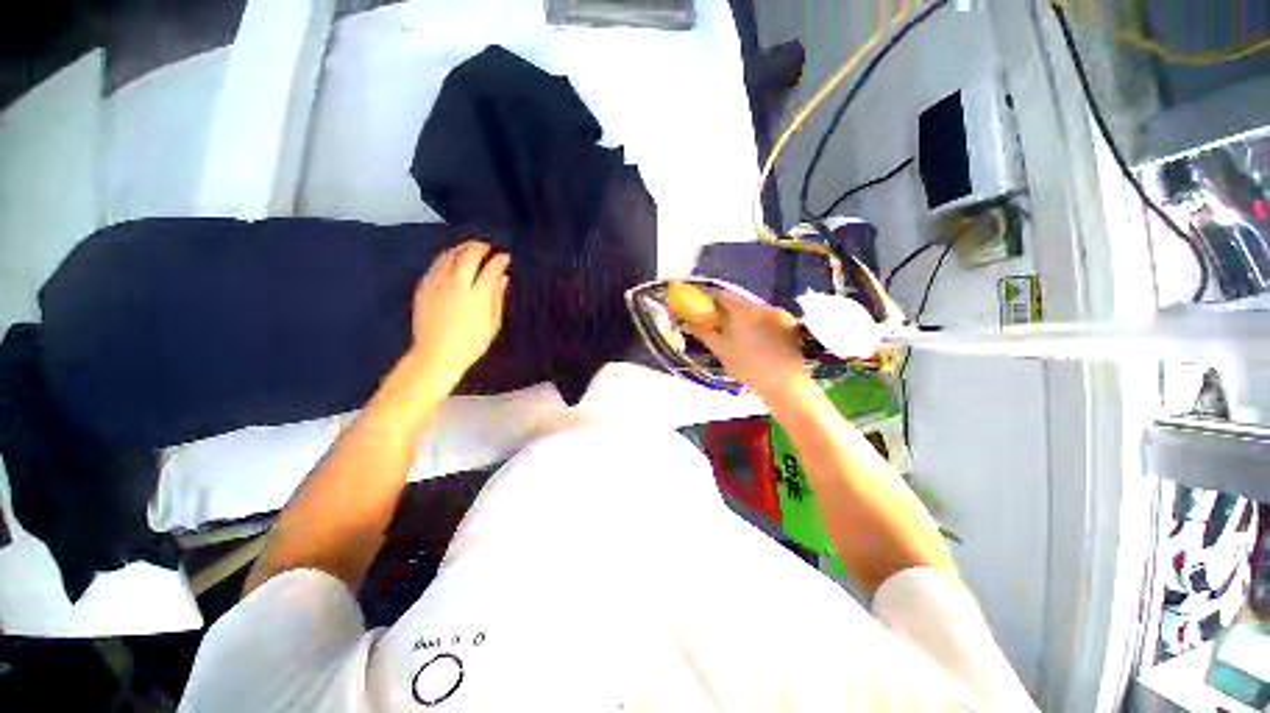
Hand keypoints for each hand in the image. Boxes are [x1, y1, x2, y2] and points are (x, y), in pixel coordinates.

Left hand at [408, 240, 509, 388]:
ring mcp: (437, 285)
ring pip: (450, 256)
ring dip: (462, 248)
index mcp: (477, 296)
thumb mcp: (492, 323)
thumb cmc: (471, 343)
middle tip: (489, 247)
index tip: (505, 257)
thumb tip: (503, 277)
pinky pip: (436, 264)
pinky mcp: (424, 287)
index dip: (500, 260)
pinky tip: (453, 258)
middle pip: (468, 256)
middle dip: (480, 247)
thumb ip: (497, 297)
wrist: (436, 354)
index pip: (490, 269)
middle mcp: (457, 285)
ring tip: (472, 248)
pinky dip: (447, 257)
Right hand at [682, 289, 809, 402]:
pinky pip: (769, 319)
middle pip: (740, 303)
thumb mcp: (721, 350)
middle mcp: (762, 306)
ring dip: (745, 319)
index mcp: (743, 310)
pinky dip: (760, 325)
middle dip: (728, 312)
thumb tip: (687, 323)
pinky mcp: (790, 326)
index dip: (711, 300)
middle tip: (719, 327)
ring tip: (739, 337)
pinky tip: (759, 342)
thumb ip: (703, 333)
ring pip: (755, 312)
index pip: (722, 295)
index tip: (704, 310)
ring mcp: (779, 314)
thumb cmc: (747, 365)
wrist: (785, 383)